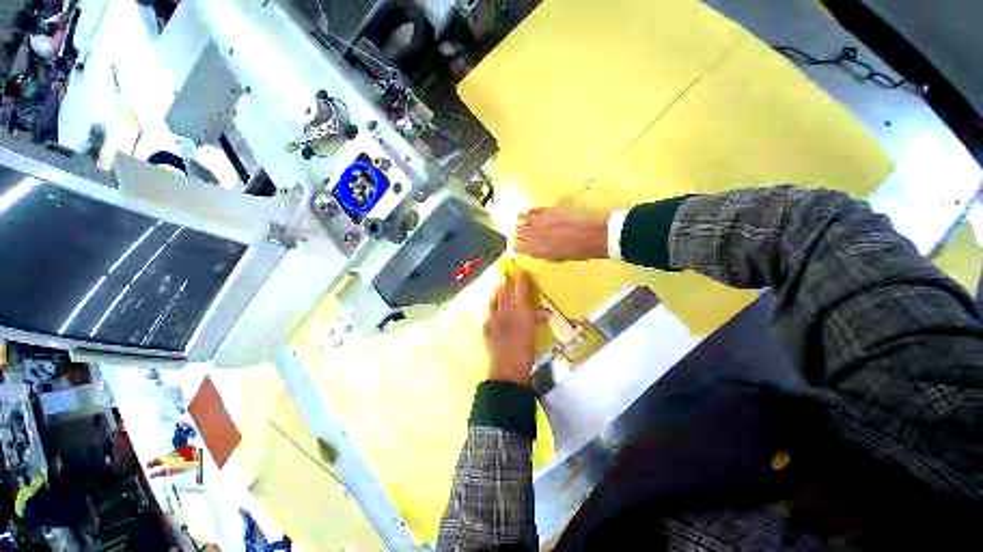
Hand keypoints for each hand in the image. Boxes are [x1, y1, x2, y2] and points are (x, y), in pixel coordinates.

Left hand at [484, 271, 547, 385]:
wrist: (508, 366)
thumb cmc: (527, 349)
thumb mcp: (535, 332)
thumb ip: (537, 319)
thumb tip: (544, 313)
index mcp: (520, 309)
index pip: (520, 288)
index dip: (521, 278)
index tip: (521, 271)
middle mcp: (505, 310)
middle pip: (503, 291)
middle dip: (505, 283)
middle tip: (506, 277)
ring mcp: (493, 318)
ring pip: (493, 301)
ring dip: (496, 294)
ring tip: (498, 290)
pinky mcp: (486, 327)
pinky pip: (489, 316)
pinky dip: (492, 313)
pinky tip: (493, 315)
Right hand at [515, 208, 609, 260]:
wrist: (589, 236)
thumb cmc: (574, 252)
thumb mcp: (554, 257)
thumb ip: (541, 252)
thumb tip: (535, 248)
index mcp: (533, 249)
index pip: (516, 245)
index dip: (517, 245)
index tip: (519, 245)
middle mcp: (532, 234)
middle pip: (517, 230)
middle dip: (519, 232)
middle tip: (523, 233)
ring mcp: (538, 220)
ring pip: (521, 217)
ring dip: (522, 220)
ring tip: (526, 221)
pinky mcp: (546, 210)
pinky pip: (533, 210)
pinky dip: (531, 213)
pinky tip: (535, 214)